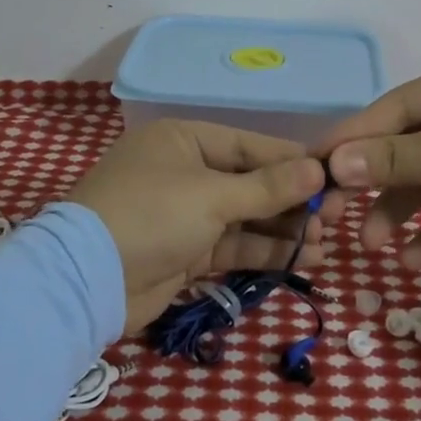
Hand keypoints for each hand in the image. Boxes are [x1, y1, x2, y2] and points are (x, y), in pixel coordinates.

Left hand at [67, 119, 327, 330]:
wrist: (86, 280)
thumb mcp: (212, 196)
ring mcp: (183, 214)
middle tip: (332, 219)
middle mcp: (184, 172)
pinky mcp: (184, 252)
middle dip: (290, 202)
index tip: (334, 178)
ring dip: (281, 230)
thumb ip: (268, 186)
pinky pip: (231, 245)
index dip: (293, 162)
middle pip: (250, 182)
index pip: (250, 146)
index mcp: (184, 140)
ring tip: (322, 244)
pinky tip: (299, 260)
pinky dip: (262, 252)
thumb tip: (319, 168)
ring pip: (243, 217)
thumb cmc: (151, 216)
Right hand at [317, 59, 420, 270]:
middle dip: (375, 183)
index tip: (313, 165)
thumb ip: (391, 159)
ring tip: (375, 246)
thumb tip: (332, 162)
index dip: (352, 137)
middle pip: (408, 146)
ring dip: (401, 212)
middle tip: (335, 214)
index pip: (393, 109)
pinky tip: (417, 260)